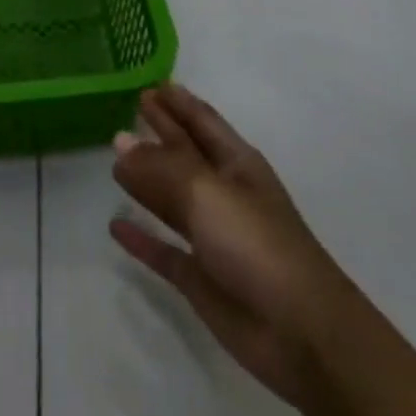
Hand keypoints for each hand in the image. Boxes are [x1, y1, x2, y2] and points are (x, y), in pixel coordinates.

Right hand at [110, 84, 343, 409]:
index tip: (149, 81)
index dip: (178, 100)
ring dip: (146, 178)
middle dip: (161, 130)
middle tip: (129, 107)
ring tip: (113, 158)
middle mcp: (224, 193)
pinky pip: (163, 249)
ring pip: (171, 198)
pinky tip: (115, 226)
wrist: (302, 334)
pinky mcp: (201, 278)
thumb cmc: (257, 244)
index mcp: (236, 163)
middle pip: (185, 153)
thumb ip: (160, 166)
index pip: (201, 120)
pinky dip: (141, 238)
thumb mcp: (206, 192)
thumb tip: (119, 141)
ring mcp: (213, 237)